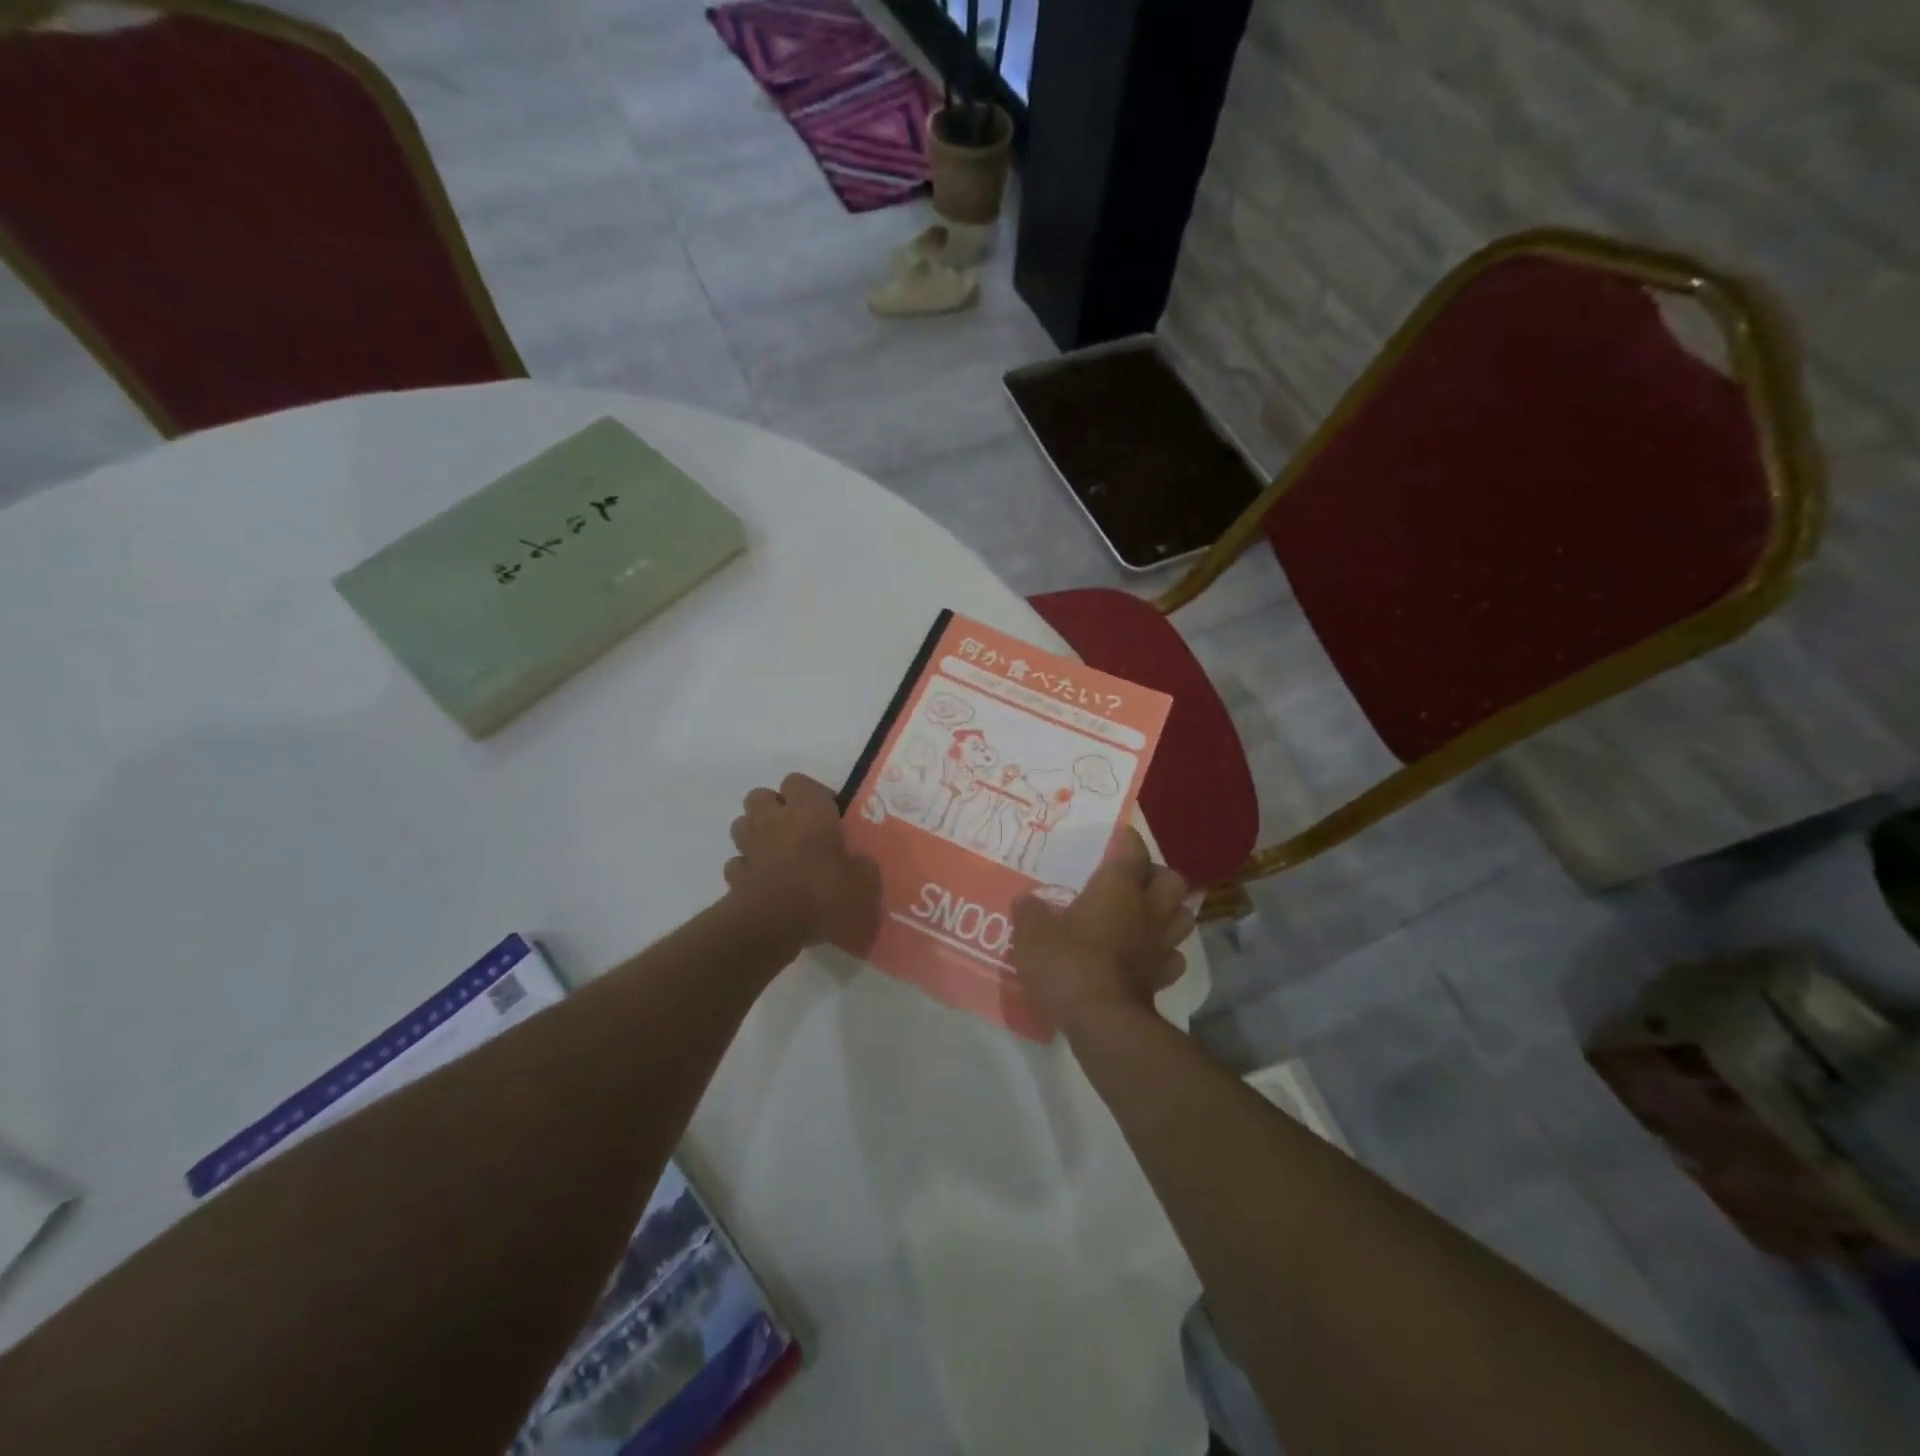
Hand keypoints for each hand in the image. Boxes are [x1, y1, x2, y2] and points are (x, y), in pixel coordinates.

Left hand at [724, 774, 881, 952]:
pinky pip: (737, 863)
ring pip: (742, 824)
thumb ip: (862, 868)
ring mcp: (749, 847)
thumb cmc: (825, 893)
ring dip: (756, 833)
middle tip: (798, 830)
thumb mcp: (865, 883)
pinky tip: (763, 883)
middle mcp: (774, 820)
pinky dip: (747, 869)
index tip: (828, 817)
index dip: (811, 795)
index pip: (798, 781)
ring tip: (777, 854)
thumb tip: (859, 865)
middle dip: (774, 808)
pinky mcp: (734, 876)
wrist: (774, 925)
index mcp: (809, 811)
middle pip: (761, 796)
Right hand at [1010, 828, 1193, 1032]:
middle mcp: (1147, 909)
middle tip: (1134, 881)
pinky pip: (1173, 957)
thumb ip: (1030, 912)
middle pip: (1172, 880)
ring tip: (1147, 915)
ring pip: (1183, 916)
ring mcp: (1160, 944)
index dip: (1126, 840)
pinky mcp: (1163, 977)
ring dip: (1170, 912)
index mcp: (1118, 887)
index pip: (1132, 850)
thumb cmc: (1068, 963)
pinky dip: (1165, 953)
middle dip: (1157, 876)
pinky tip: (1147, 956)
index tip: (1116, 838)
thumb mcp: (1032, 934)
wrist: (1102, 1021)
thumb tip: (1027, 901)